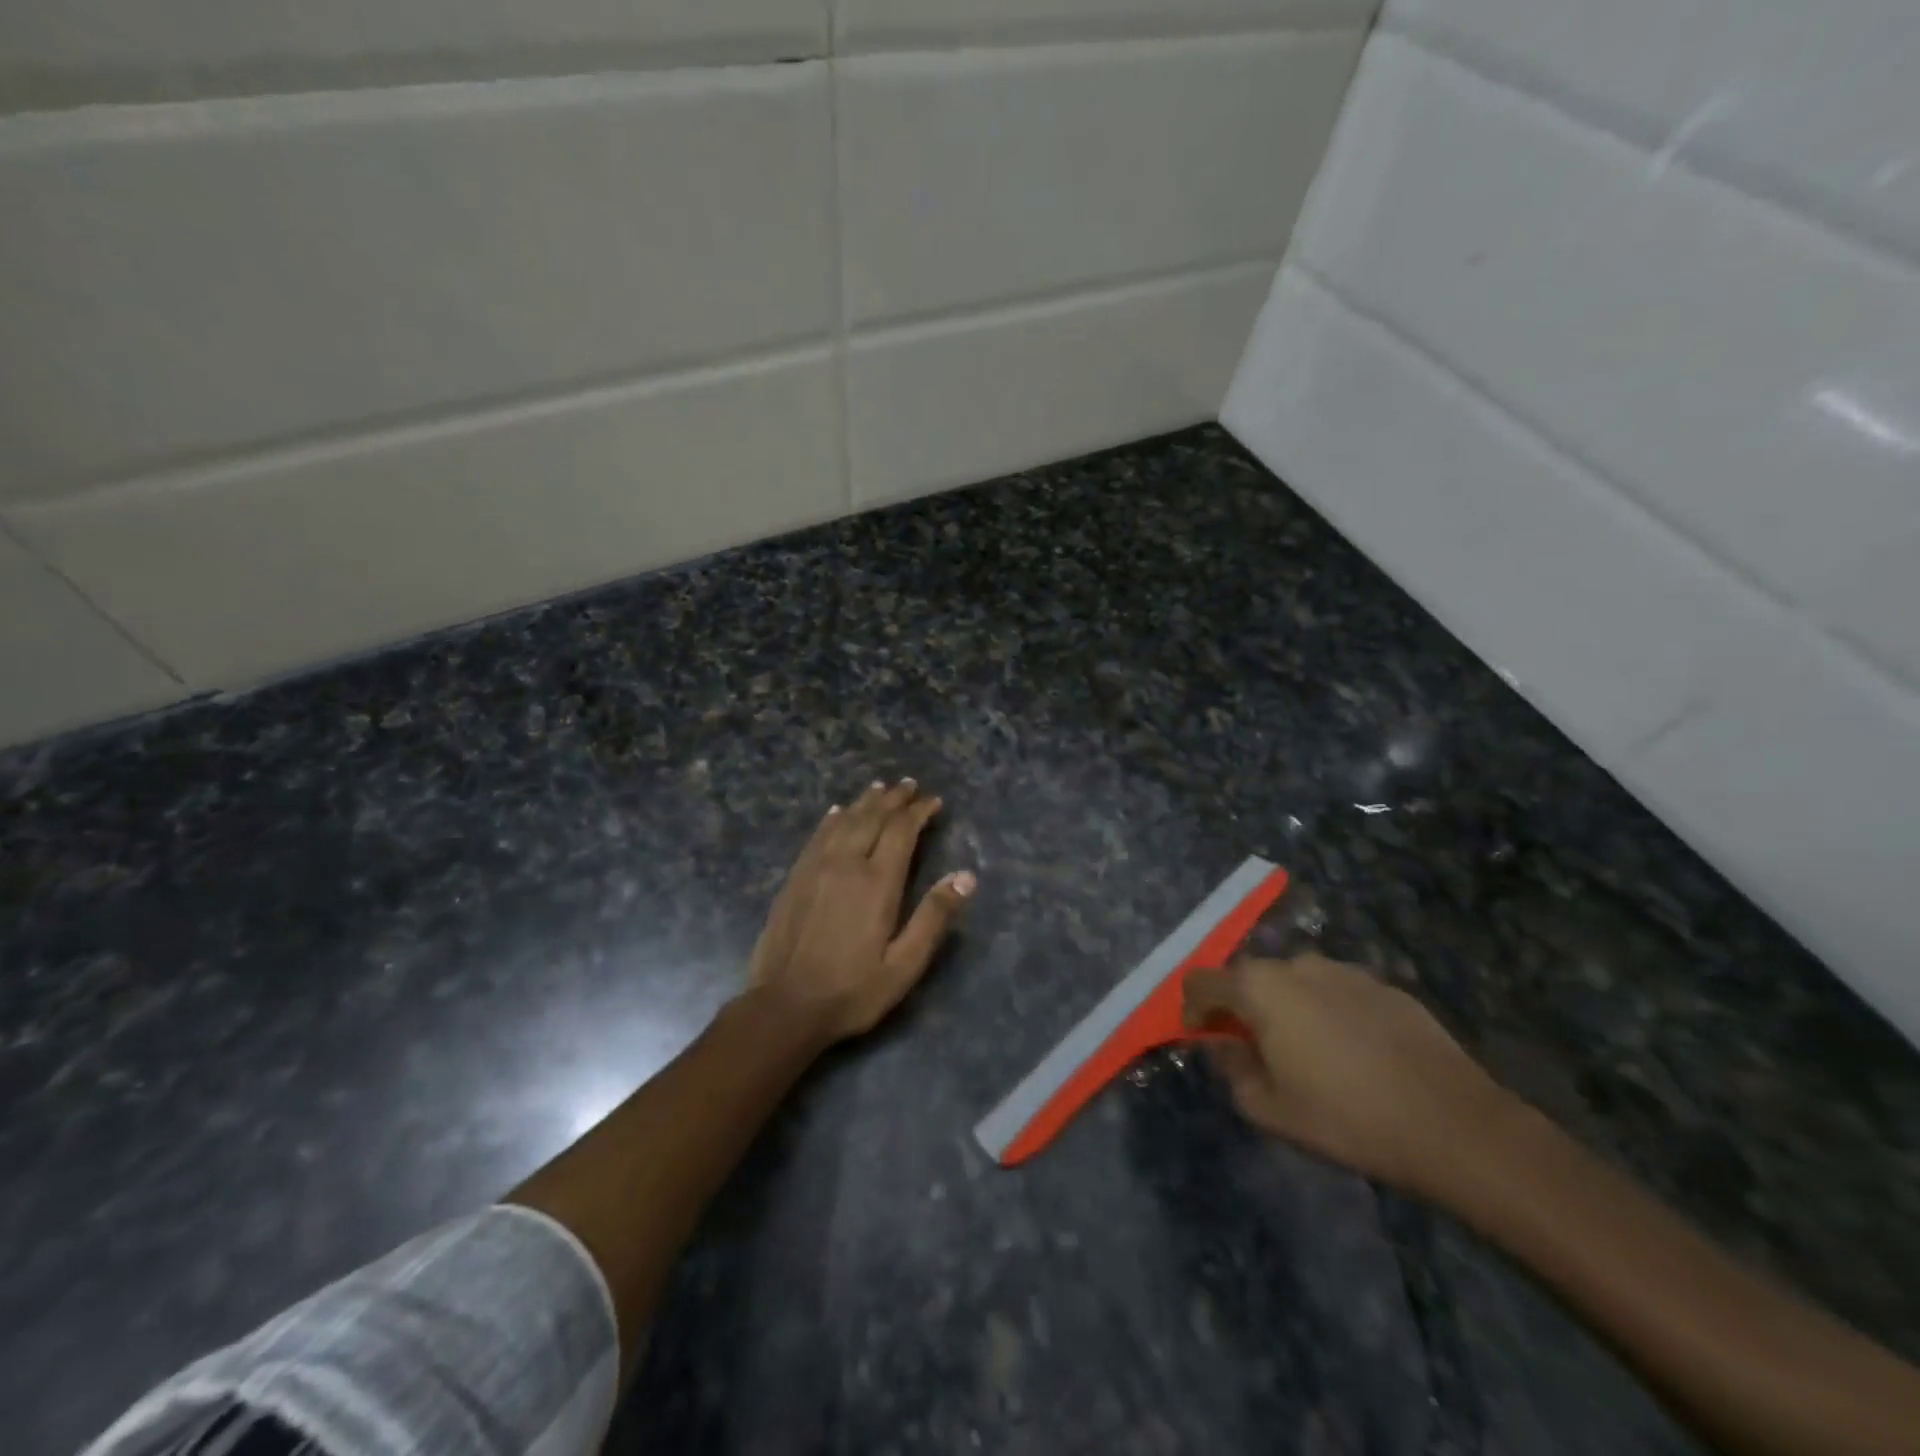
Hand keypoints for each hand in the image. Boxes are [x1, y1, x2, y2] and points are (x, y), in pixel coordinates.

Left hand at [747, 779, 975, 1045]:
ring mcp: (815, 868)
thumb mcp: (904, 965)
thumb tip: (967, 876)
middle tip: (909, 785)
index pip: (901, 831)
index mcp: (877, 883)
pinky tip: (837, 812)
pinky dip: (832, 819)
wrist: (784, 1007)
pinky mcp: (795, 879)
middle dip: (894, 799)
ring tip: (880, 788)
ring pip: (844, 821)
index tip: (933, 801)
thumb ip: (934, 917)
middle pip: (872, 818)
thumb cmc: (852, 991)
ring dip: (864, 802)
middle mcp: (846, 864)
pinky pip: (817, 836)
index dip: (919, 811)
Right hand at [1184, 953, 1510, 1194]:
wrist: (1452, 1123)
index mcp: (1259, 988)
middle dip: (1242, 1008)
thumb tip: (1224, 1045)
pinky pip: (1336, 992)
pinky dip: (1328, 1013)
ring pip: (1295, 982)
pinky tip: (1354, 1054)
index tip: (1202, 1037)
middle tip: (1256, 1050)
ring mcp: (1343, 970)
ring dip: (1287, 1008)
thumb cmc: (1346, 1118)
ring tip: (1309, 1053)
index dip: (1192, 1008)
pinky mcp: (1383, 984)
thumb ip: (1232, 1069)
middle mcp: (1296, 965)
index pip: (1201, 980)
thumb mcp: (1269, 1109)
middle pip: (1249, 977)